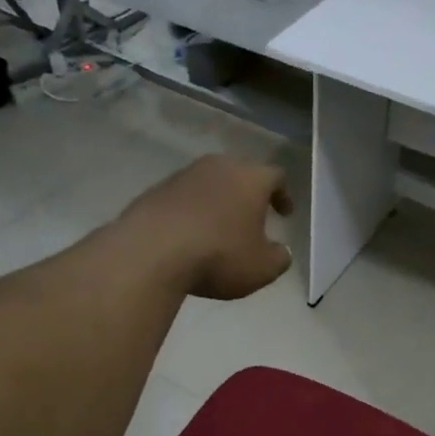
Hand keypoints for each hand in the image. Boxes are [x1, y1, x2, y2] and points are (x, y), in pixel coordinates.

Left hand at [120, 155, 293, 299]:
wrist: (150, 253)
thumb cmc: (219, 255)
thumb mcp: (262, 268)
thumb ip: (279, 258)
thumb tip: (280, 251)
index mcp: (251, 178)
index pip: (276, 177)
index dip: (283, 195)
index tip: (285, 213)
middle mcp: (218, 167)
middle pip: (240, 174)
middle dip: (249, 195)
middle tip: (254, 217)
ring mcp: (183, 176)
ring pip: (210, 183)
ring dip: (219, 202)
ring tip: (220, 228)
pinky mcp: (155, 190)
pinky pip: (184, 198)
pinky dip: (192, 212)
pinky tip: (190, 235)